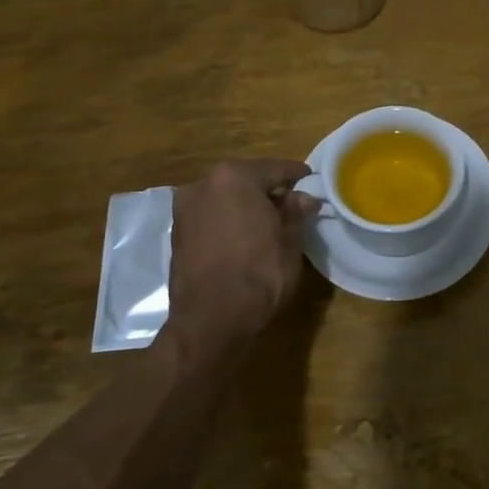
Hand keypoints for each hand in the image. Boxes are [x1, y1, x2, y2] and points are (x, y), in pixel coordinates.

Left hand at [169, 159, 320, 340]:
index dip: (296, 175)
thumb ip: (295, 212)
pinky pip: (211, 215)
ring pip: (225, 196)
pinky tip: (245, 234)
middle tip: (292, 201)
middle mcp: (204, 184)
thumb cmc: (258, 273)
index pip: (274, 168)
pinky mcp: (177, 232)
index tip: (311, 179)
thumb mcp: (289, 241)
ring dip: (246, 204)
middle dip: (268, 188)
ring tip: (269, 219)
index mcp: (235, 177)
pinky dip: (228, 219)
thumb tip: (303, 198)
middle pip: (245, 179)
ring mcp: (186, 208)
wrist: (211, 320)